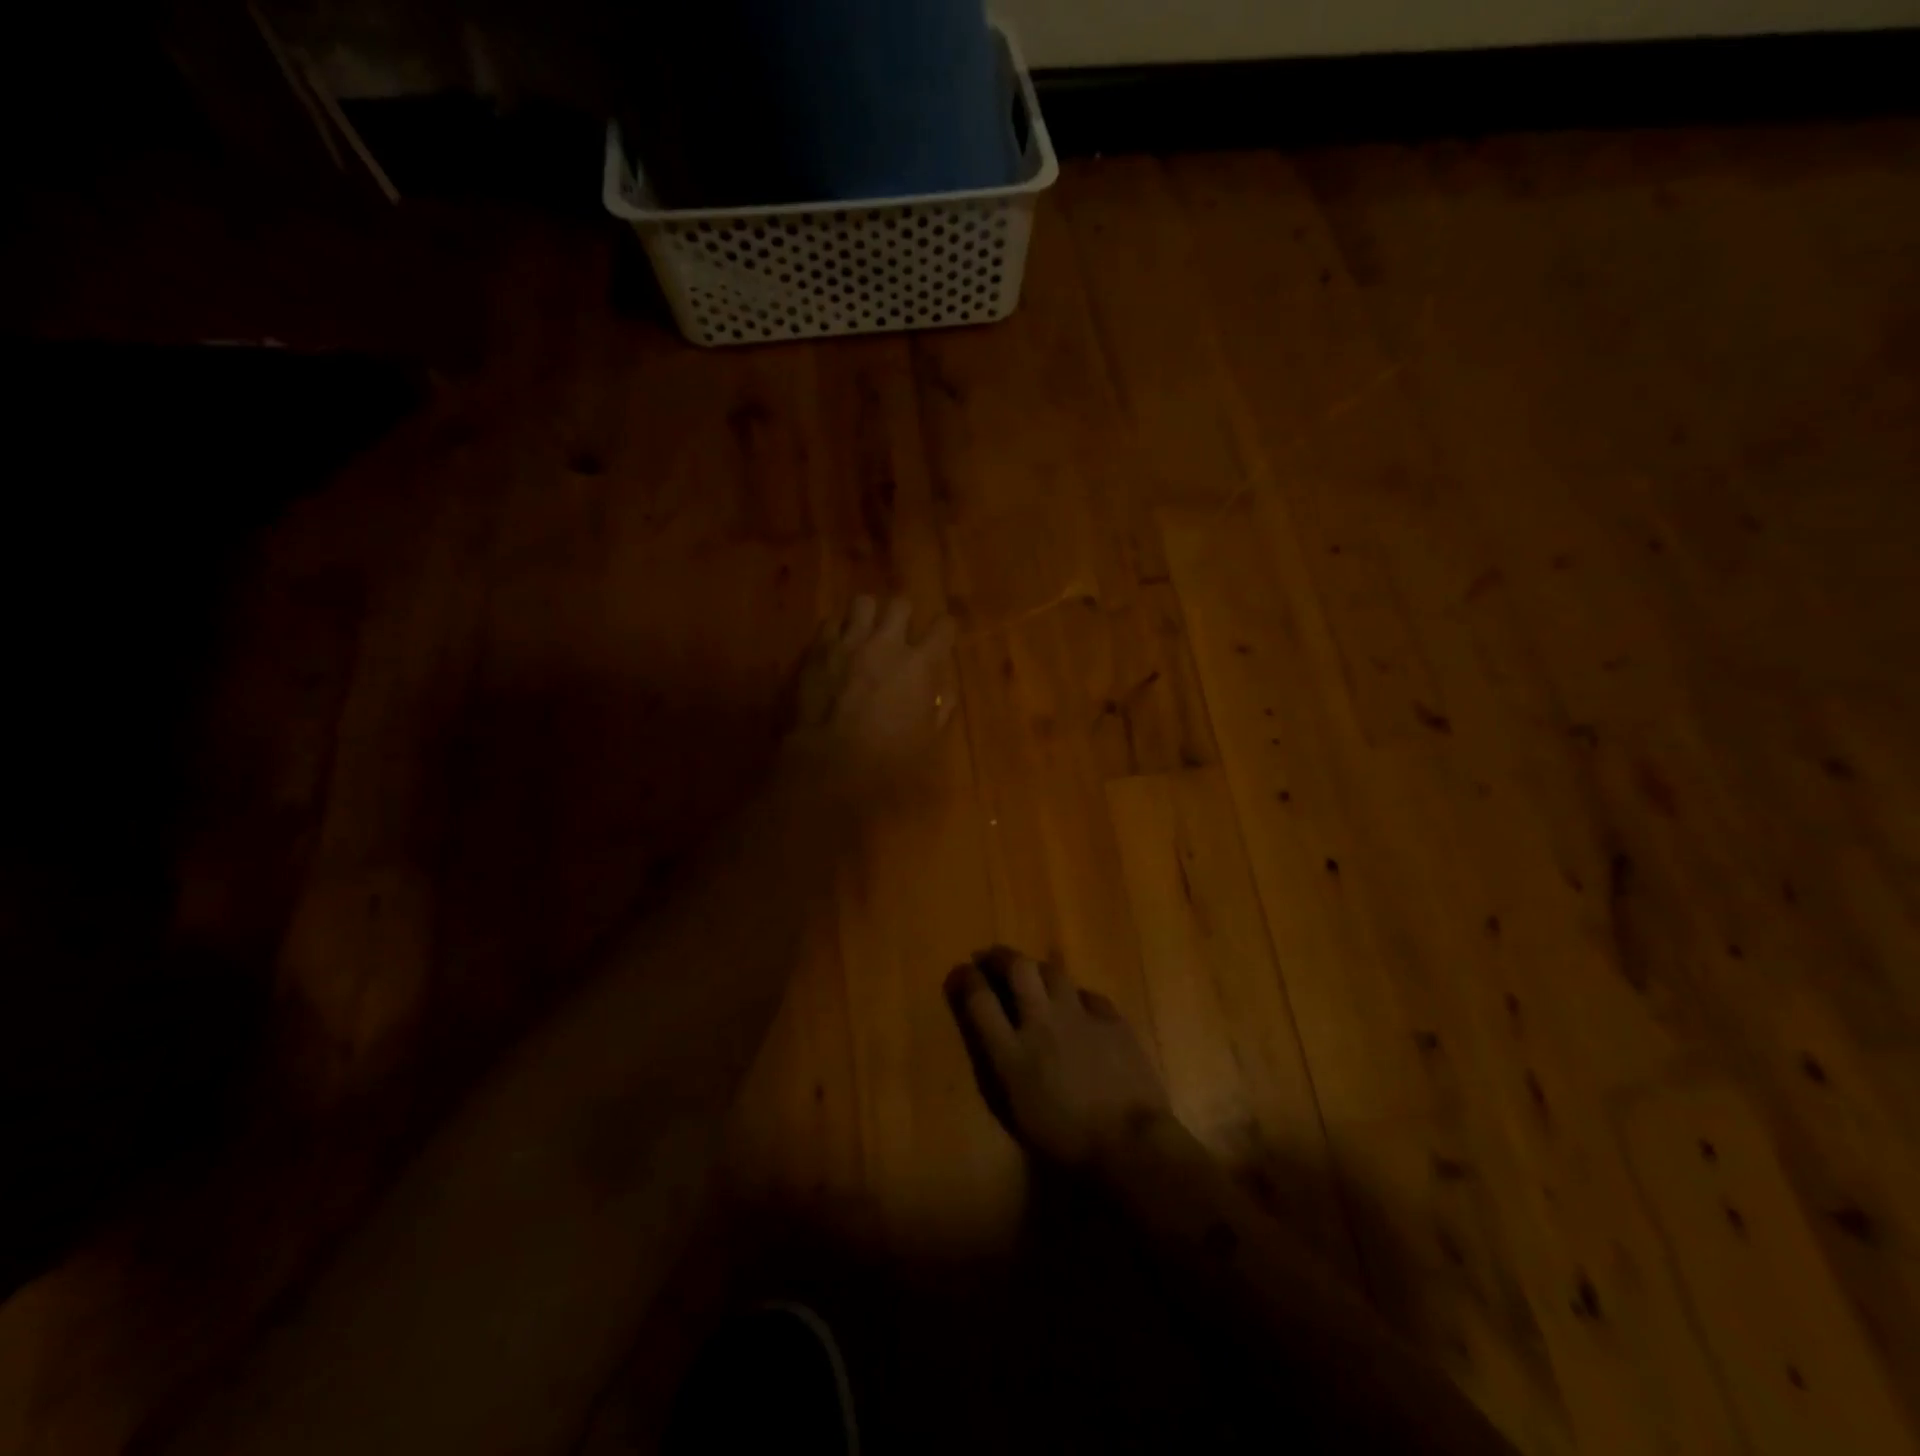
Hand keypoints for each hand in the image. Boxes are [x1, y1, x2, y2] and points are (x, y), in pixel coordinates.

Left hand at [785, 594, 957, 796]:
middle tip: (900, 631)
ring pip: (863, 602)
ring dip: (868, 615)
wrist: (829, 761)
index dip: (944, 628)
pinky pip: (830, 623)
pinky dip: (837, 631)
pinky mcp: (818, 649)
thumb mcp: (927, 738)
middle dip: (903, 614)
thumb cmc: (887, 757)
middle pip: (900, 603)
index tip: (941, 636)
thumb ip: (940, 706)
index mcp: (919, 664)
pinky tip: (837, 647)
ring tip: (865, 631)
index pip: (943, 627)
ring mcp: (849, 642)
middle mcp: (886, 643)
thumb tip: (942, 687)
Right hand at [945, 947, 1173, 1169]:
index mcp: (1012, 1053)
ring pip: (1052, 971)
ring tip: (1033, 975)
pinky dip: (1076, 996)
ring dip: (1037, 969)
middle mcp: (1041, 1023)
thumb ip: (1004, 1068)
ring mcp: (1078, 1016)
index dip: (967, 979)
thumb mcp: (1018, 1111)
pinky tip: (1077, 1005)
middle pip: (1018, 969)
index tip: (963, 971)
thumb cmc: (1067, 1142)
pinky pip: (1087, 994)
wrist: (1130, 1143)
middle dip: (1001, 957)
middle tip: (992, 958)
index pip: (980, 1001)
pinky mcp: (1111, 1018)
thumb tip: (1000, 1041)